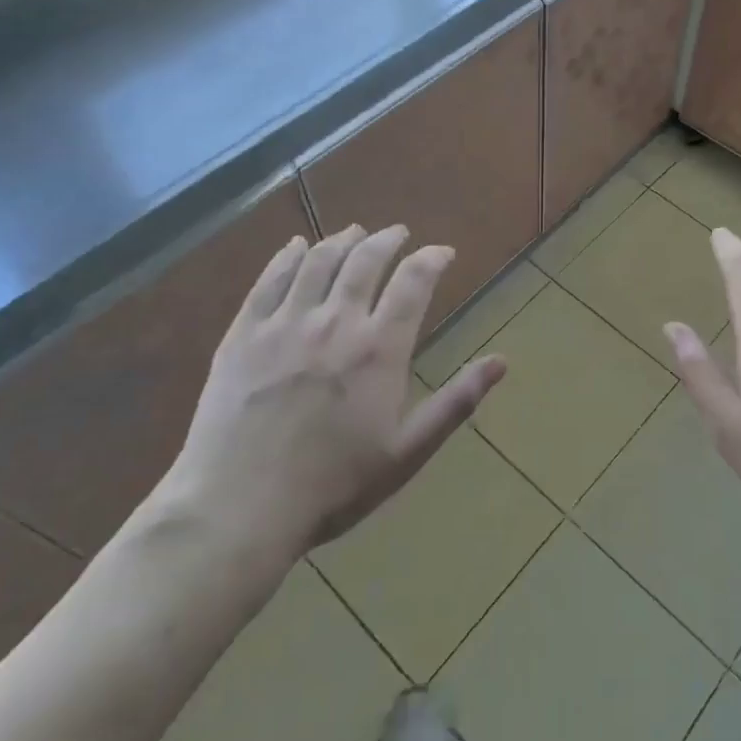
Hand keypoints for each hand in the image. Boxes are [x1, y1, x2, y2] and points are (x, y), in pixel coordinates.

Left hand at [156, 225, 505, 562]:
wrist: (238, 508)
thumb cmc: (333, 485)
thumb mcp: (407, 452)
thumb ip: (456, 402)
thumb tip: (502, 362)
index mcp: (380, 348)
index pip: (414, 281)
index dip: (432, 258)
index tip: (442, 252)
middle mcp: (336, 321)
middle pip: (365, 259)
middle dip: (388, 239)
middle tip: (398, 232)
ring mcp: (285, 323)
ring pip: (319, 261)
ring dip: (342, 240)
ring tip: (354, 232)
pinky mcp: (244, 333)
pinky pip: (269, 279)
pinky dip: (288, 256)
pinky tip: (296, 246)